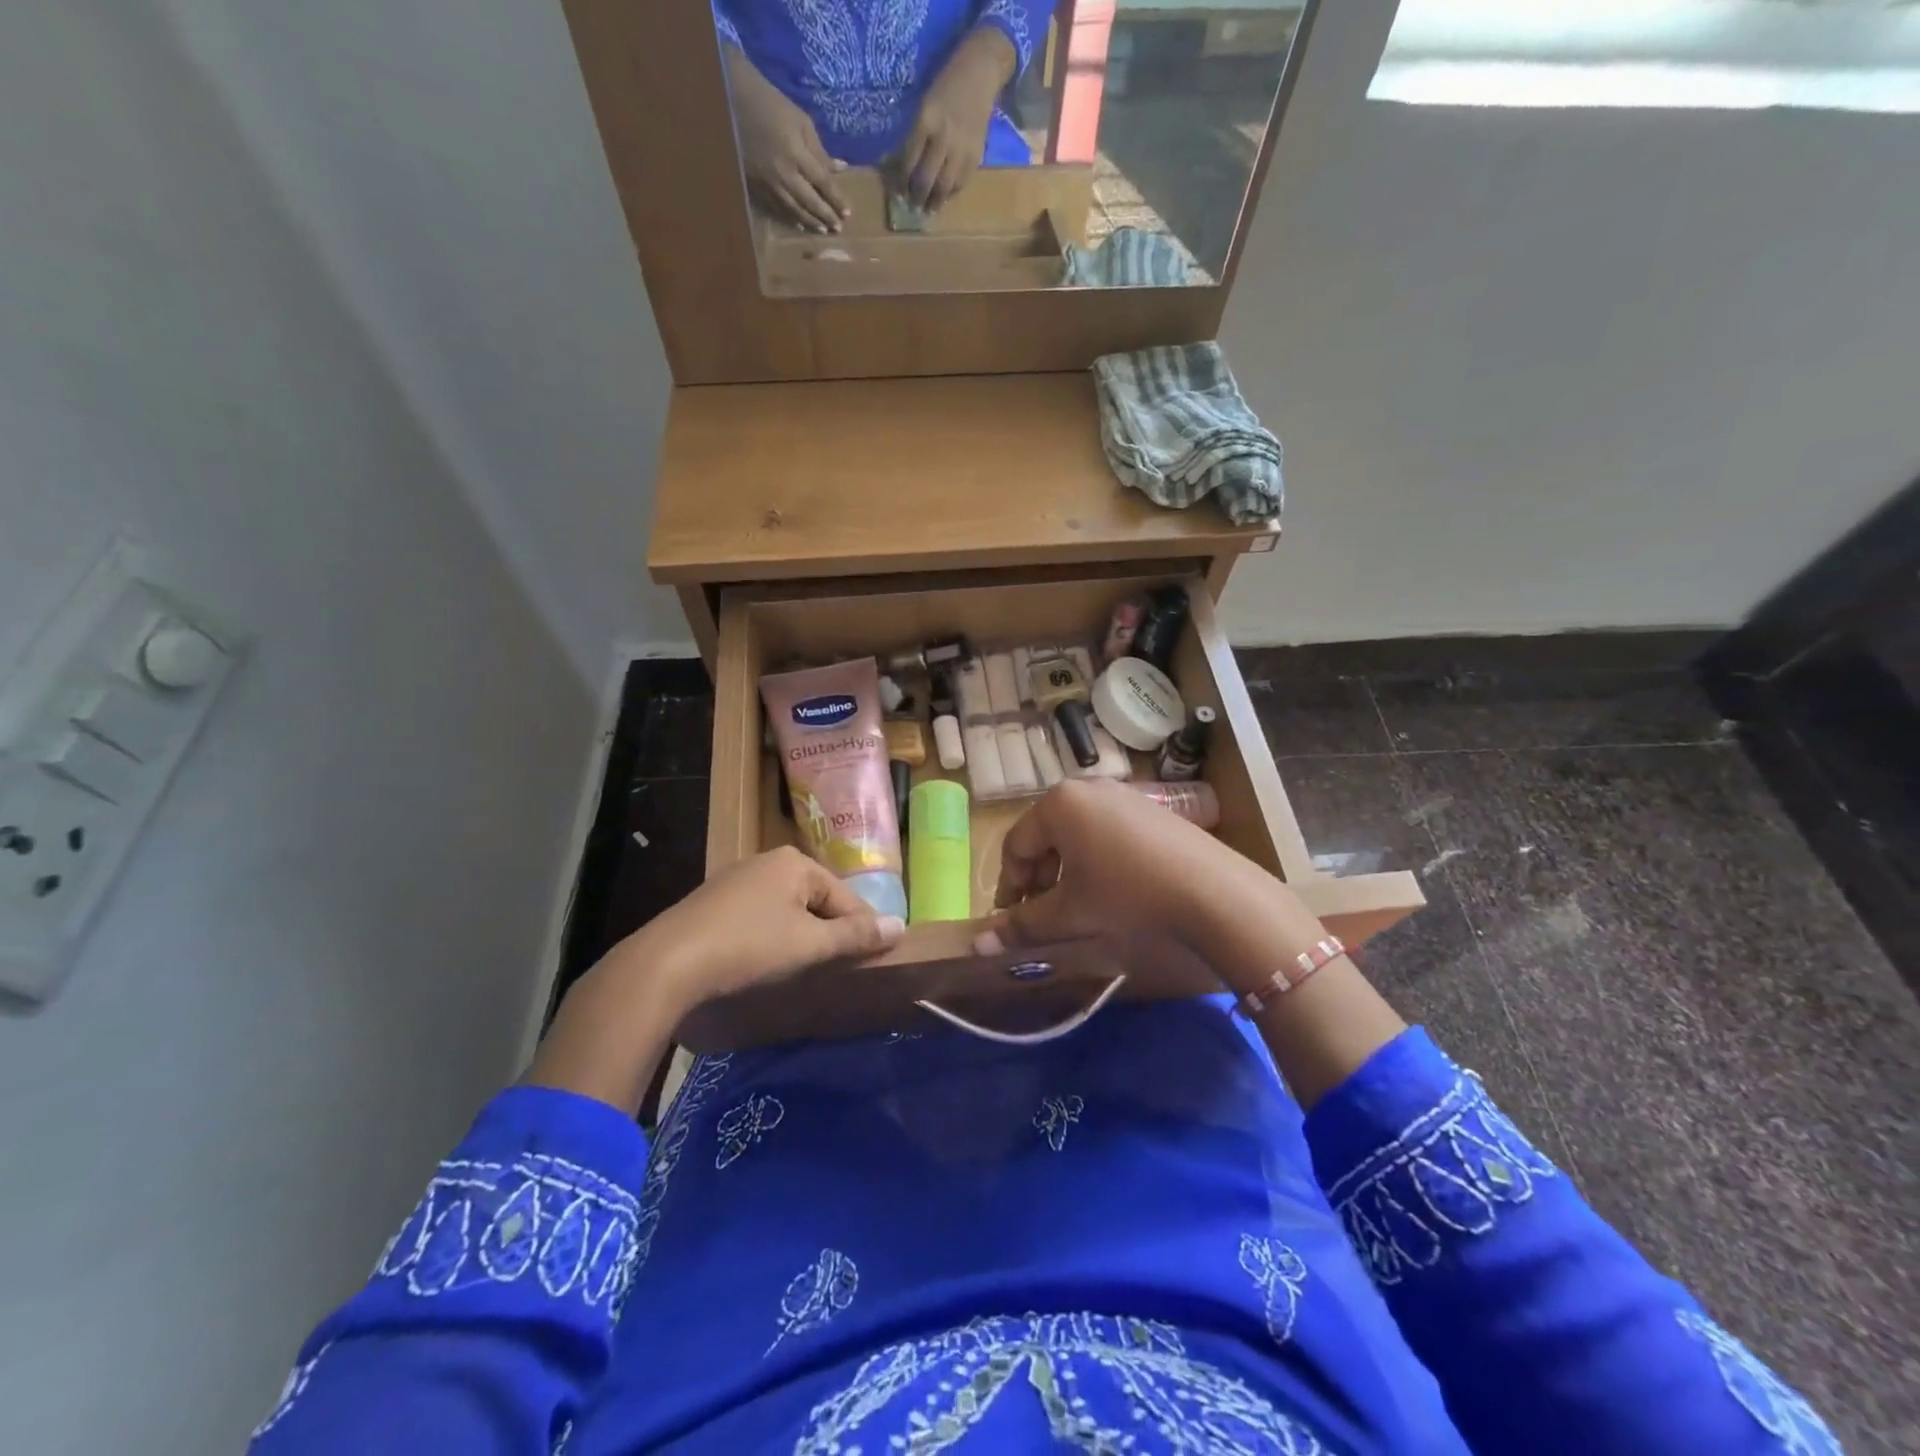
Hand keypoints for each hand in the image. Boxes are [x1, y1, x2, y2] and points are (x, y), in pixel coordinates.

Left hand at [630, 846, 905, 1015]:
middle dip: (829, 931)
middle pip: (816, 898)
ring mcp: (736, 879)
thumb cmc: (749, 946)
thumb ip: (855, 935)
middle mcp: (767, 861)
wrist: (667, 963)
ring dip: (800, 935)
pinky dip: (770, 935)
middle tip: (836, 967)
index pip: (845, 896)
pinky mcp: (713, 902)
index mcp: (795, 862)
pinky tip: (764, 960)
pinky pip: (759, 915)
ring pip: (786, 907)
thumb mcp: (810, 944)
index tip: (872, 960)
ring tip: (804, 967)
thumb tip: (899, 926)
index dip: (861, 929)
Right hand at [724, 46, 849, 231]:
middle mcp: (783, 173)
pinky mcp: (756, 184)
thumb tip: (840, 169)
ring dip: (810, 221)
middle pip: (809, 201)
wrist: (733, 99)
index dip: (836, 199)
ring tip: (823, 230)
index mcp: (796, 153)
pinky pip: (776, 206)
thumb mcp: (800, 120)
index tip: (848, 212)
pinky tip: (799, 225)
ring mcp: (768, 182)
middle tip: (838, 228)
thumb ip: (819, 149)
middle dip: (825, 215)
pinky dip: (789, 217)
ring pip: (793, 209)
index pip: (822, 182)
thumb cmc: (771, 104)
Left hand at [895, 27, 1014, 209]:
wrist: (981, 70)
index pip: (908, 160)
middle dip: (916, 197)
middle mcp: (943, 137)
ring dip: (934, 202)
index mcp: (926, 119)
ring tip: (927, 211)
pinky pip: (961, 183)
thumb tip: (902, 164)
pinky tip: (944, 198)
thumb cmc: (947, 83)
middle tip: (911, 207)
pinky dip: (951, 193)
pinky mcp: (976, 155)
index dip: (901, 181)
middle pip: (926, 179)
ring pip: (944, 187)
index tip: (897, 193)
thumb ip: (915, 134)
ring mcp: (961, 149)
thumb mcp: (924, 103)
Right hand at [982, 781, 1405, 1108]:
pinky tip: (1113, 887)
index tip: (1012, 919)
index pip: (1015, 845)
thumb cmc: (1126, 895)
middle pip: (1045, 834)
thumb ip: (1022, 924)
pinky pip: (1106, 829)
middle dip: (1039, 876)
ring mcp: (1122, 793)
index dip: (1009, 886)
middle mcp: (1086, 787)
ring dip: (1067, 868)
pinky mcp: (1150, 807)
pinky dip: (1097, 857)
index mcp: (1057, 803)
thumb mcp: (1069, 912)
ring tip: (1078, 902)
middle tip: (1044, 912)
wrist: (1211, 891)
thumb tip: (978, 945)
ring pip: (1076, 832)